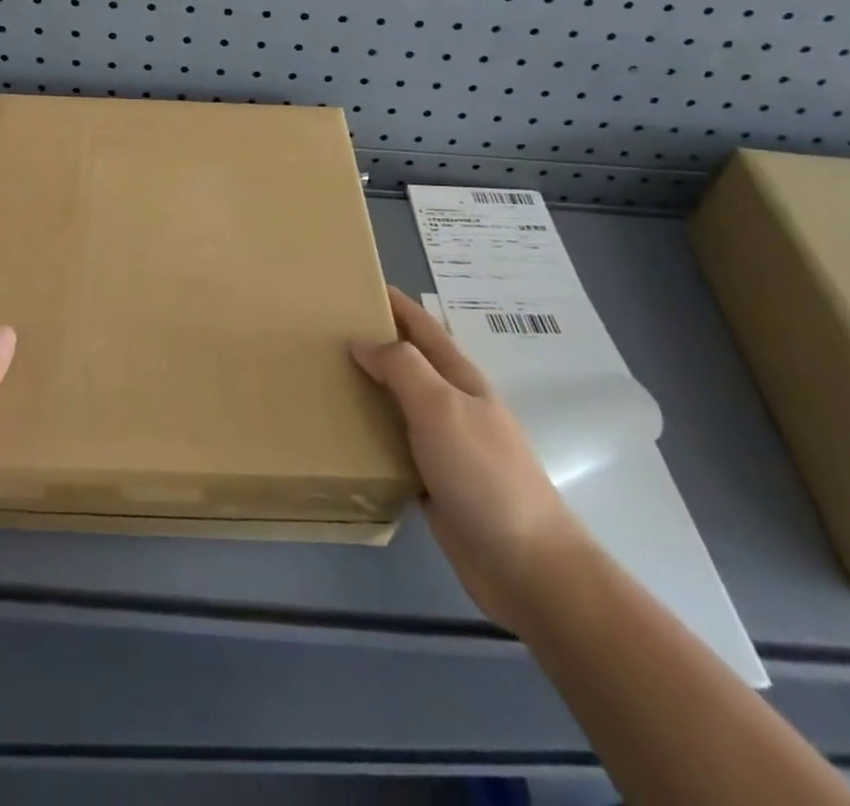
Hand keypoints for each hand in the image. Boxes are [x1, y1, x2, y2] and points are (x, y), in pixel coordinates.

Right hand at [352, 287, 589, 628]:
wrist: (525, 565)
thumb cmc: (484, 474)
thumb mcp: (441, 408)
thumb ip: (403, 368)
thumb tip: (363, 342)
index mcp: (459, 378)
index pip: (422, 327)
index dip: (395, 303)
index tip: (357, 284)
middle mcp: (451, 404)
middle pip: (408, 361)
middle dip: (373, 341)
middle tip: (324, 331)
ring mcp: (444, 444)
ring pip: (397, 403)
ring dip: (366, 387)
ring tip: (323, 376)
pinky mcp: (433, 481)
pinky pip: (393, 444)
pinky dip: (368, 432)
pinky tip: (342, 434)